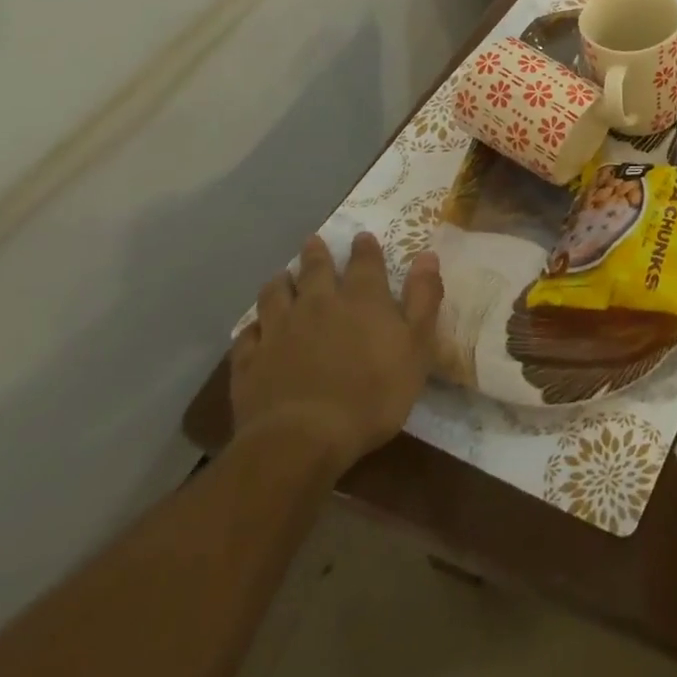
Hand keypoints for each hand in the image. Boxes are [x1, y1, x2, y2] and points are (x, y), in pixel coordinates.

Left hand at [229, 233, 442, 466]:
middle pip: (315, 269)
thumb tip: (428, 255)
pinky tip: (255, 329)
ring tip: (282, 276)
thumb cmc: (373, 394)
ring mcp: (279, 330)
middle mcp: (318, 303)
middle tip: (313, 241)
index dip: (364, 248)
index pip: (364, 262)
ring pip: (275, 294)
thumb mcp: (417, 346)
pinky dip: (253, 328)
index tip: (362, 237)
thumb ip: (423, 299)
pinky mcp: (250, 361)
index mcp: (361, 299)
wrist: (303, 439)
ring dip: (281, 282)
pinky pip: (248, 335)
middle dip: (316, 253)